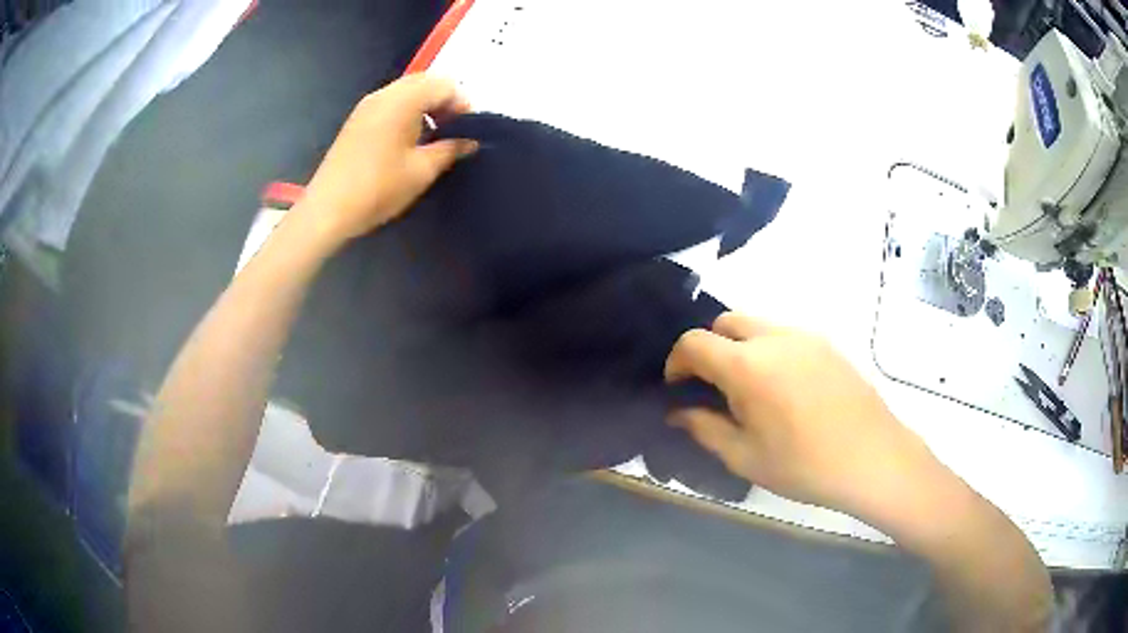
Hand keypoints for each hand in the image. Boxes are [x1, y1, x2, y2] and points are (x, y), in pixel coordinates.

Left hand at [296, 74, 476, 242]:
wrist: (328, 209)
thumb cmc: (379, 188)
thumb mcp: (422, 170)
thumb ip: (450, 149)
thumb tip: (470, 142)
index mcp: (403, 101)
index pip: (444, 85)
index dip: (462, 103)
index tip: (470, 129)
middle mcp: (384, 94)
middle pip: (424, 82)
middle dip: (444, 100)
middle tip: (454, 129)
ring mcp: (367, 106)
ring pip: (406, 91)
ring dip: (426, 105)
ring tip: (434, 135)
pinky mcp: (357, 120)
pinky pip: (390, 103)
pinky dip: (407, 111)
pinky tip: (410, 139)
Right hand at [665, 312, 942, 517]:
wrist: (873, 457)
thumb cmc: (804, 465)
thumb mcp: (745, 457)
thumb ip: (704, 428)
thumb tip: (678, 413)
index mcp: (748, 365)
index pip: (694, 342)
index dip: (676, 362)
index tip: (678, 389)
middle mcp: (774, 337)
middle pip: (724, 322)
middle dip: (709, 349)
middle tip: (714, 388)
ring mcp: (804, 336)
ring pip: (756, 324)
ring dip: (739, 347)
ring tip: (750, 390)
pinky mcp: (826, 343)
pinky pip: (784, 334)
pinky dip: (768, 349)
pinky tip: (783, 389)